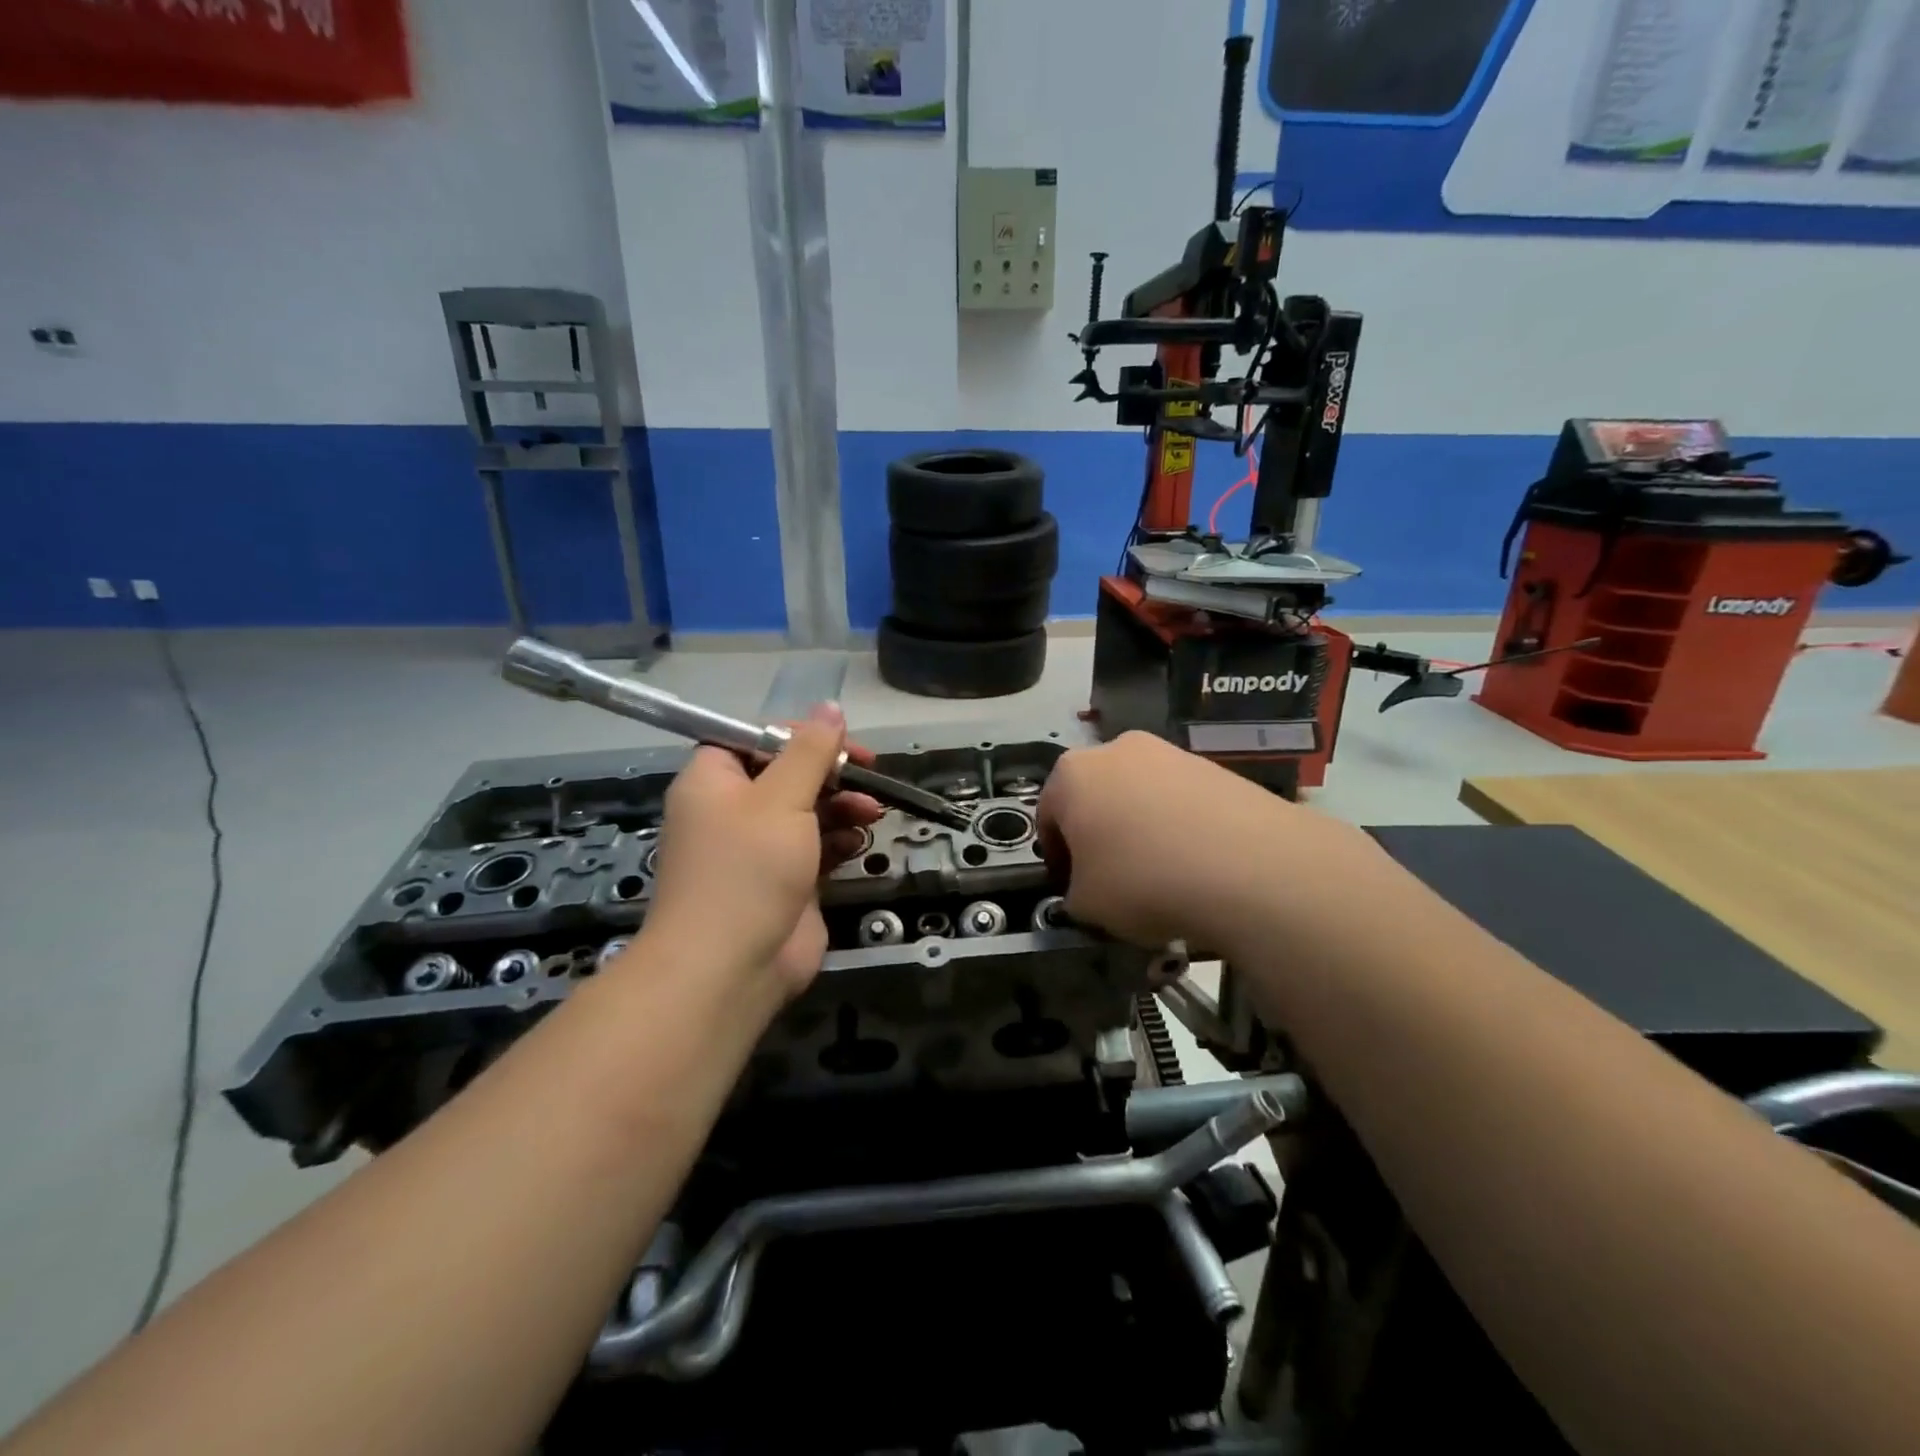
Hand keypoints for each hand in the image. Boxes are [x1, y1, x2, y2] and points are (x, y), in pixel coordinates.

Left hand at [642, 704, 883, 997]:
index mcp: (714, 781)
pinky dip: (839, 841)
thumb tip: (831, 708)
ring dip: (843, 806)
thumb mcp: (781, 798)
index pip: (755, 738)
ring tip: (871, 812)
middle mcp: (733, 811)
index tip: (840, 741)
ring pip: (808, 811)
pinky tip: (859, 842)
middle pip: (788, 774)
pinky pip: (817, 848)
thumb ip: (811, 752)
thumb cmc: (747, 869)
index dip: (798, 734)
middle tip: (868, 774)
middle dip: (831, 774)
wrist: (729, 968)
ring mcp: (759, 850)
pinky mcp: (785, 882)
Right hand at [1038, 731, 1369, 952]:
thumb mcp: (1086, 905)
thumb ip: (1073, 893)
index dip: (1056, 857)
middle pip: (1095, 798)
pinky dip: (1180, 827)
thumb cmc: (1143, 881)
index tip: (1072, 888)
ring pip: (1140, 796)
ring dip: (1141, 829)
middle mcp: (1116, 749)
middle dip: (1099, 835)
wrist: (1250, 867)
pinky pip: (1182, 801)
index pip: (1047, 817)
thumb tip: (1090, 889)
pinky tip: (1198, 864)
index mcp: (1071, 774)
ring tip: (1163, 875)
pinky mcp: (1215, 767)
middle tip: (1114, 880)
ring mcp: (1170, 753)